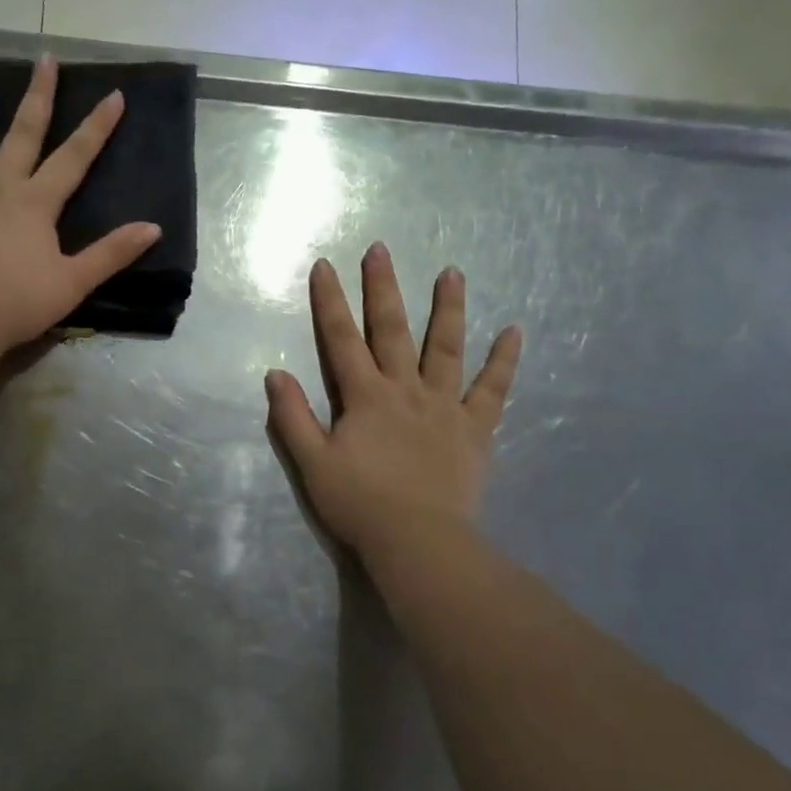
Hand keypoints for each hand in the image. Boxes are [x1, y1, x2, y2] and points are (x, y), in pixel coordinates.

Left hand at [0, 55, 160, 356]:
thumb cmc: (19, 303)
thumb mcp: (74, 282)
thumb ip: (112, 253)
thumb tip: (154, 228)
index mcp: (37, 203)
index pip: (75, 158)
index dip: (97, 127)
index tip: (114, 94)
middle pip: (22, 134)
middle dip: (38, 96)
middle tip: (44, 59)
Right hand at [265, 243, 520, 562]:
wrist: (418, 541)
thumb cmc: (359, 504)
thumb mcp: (312, 463)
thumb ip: (292, 416)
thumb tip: (275, 373)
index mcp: (365, 396)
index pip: (342, 339)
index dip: (330, 301)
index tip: (324, 265)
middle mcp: (405, 389)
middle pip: (393, 330)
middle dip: (383, 288)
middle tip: (381, 249)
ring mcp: (444, 406)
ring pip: (447, 347)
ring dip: (448, 308)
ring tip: (452, 272)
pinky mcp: (475, 429)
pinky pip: (493, 389)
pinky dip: (504, 360)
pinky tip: (515, 331)